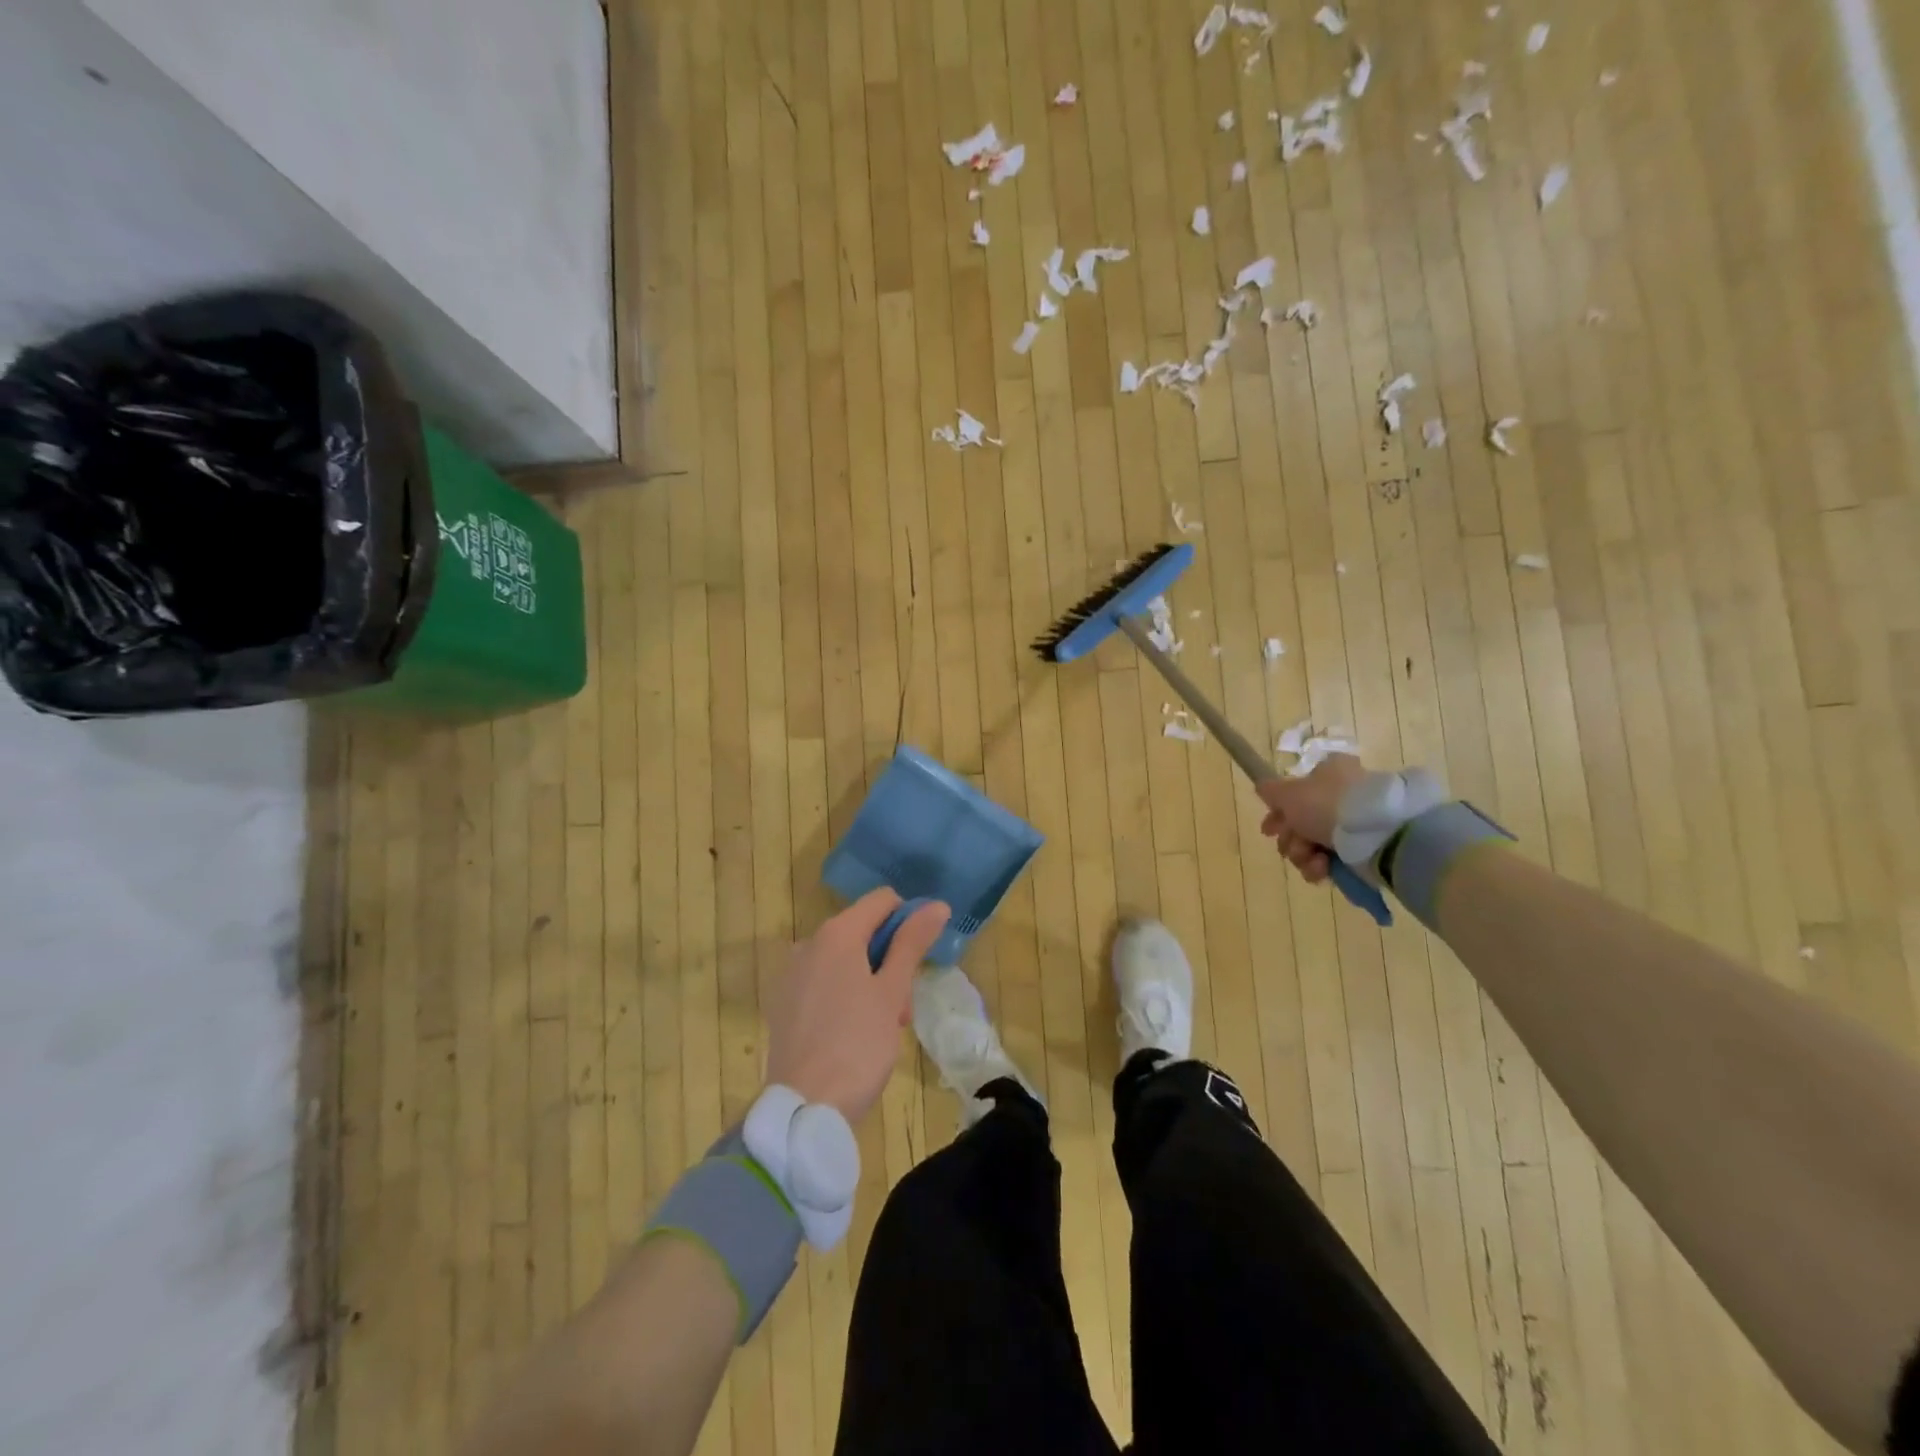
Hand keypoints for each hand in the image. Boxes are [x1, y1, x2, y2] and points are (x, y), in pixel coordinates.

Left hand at [764, 890, 950, 1122]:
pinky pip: (823, 981)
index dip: (908, 920)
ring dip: (870, 980)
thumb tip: (936, 905)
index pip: (882, 901)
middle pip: (862, 931)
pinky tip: (853, 1032)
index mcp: (837, 934)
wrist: (804, 1108)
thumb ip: (911, 943)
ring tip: (884, 1026)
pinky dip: (844, 994)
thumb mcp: (892, 992)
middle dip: (890, 959)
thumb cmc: (857, 1045)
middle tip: (903, 1006)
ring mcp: (791, 974)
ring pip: (843, 959)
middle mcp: (809, 943)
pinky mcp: (783, 1002)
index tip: (920, 959)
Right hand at [1257, 754, 1368, 882]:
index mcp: (1328, 774)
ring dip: (1302, 854)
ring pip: (1311, 844)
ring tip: (1310, 857)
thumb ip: (1270, 790)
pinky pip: (1329, 861)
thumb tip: (1262, 788)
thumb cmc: (1327, 805)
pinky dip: (1320, 867)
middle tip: (1290, 844)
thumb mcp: (1289, 792)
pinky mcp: (1361, 850)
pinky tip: (1323, 866)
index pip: (1295, 794)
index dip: (1277, 813)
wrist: (1377, 834)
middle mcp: (1341, 796)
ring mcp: (1352, 825)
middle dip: (1289, 839)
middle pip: (1300, 823)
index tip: (1268, 830)